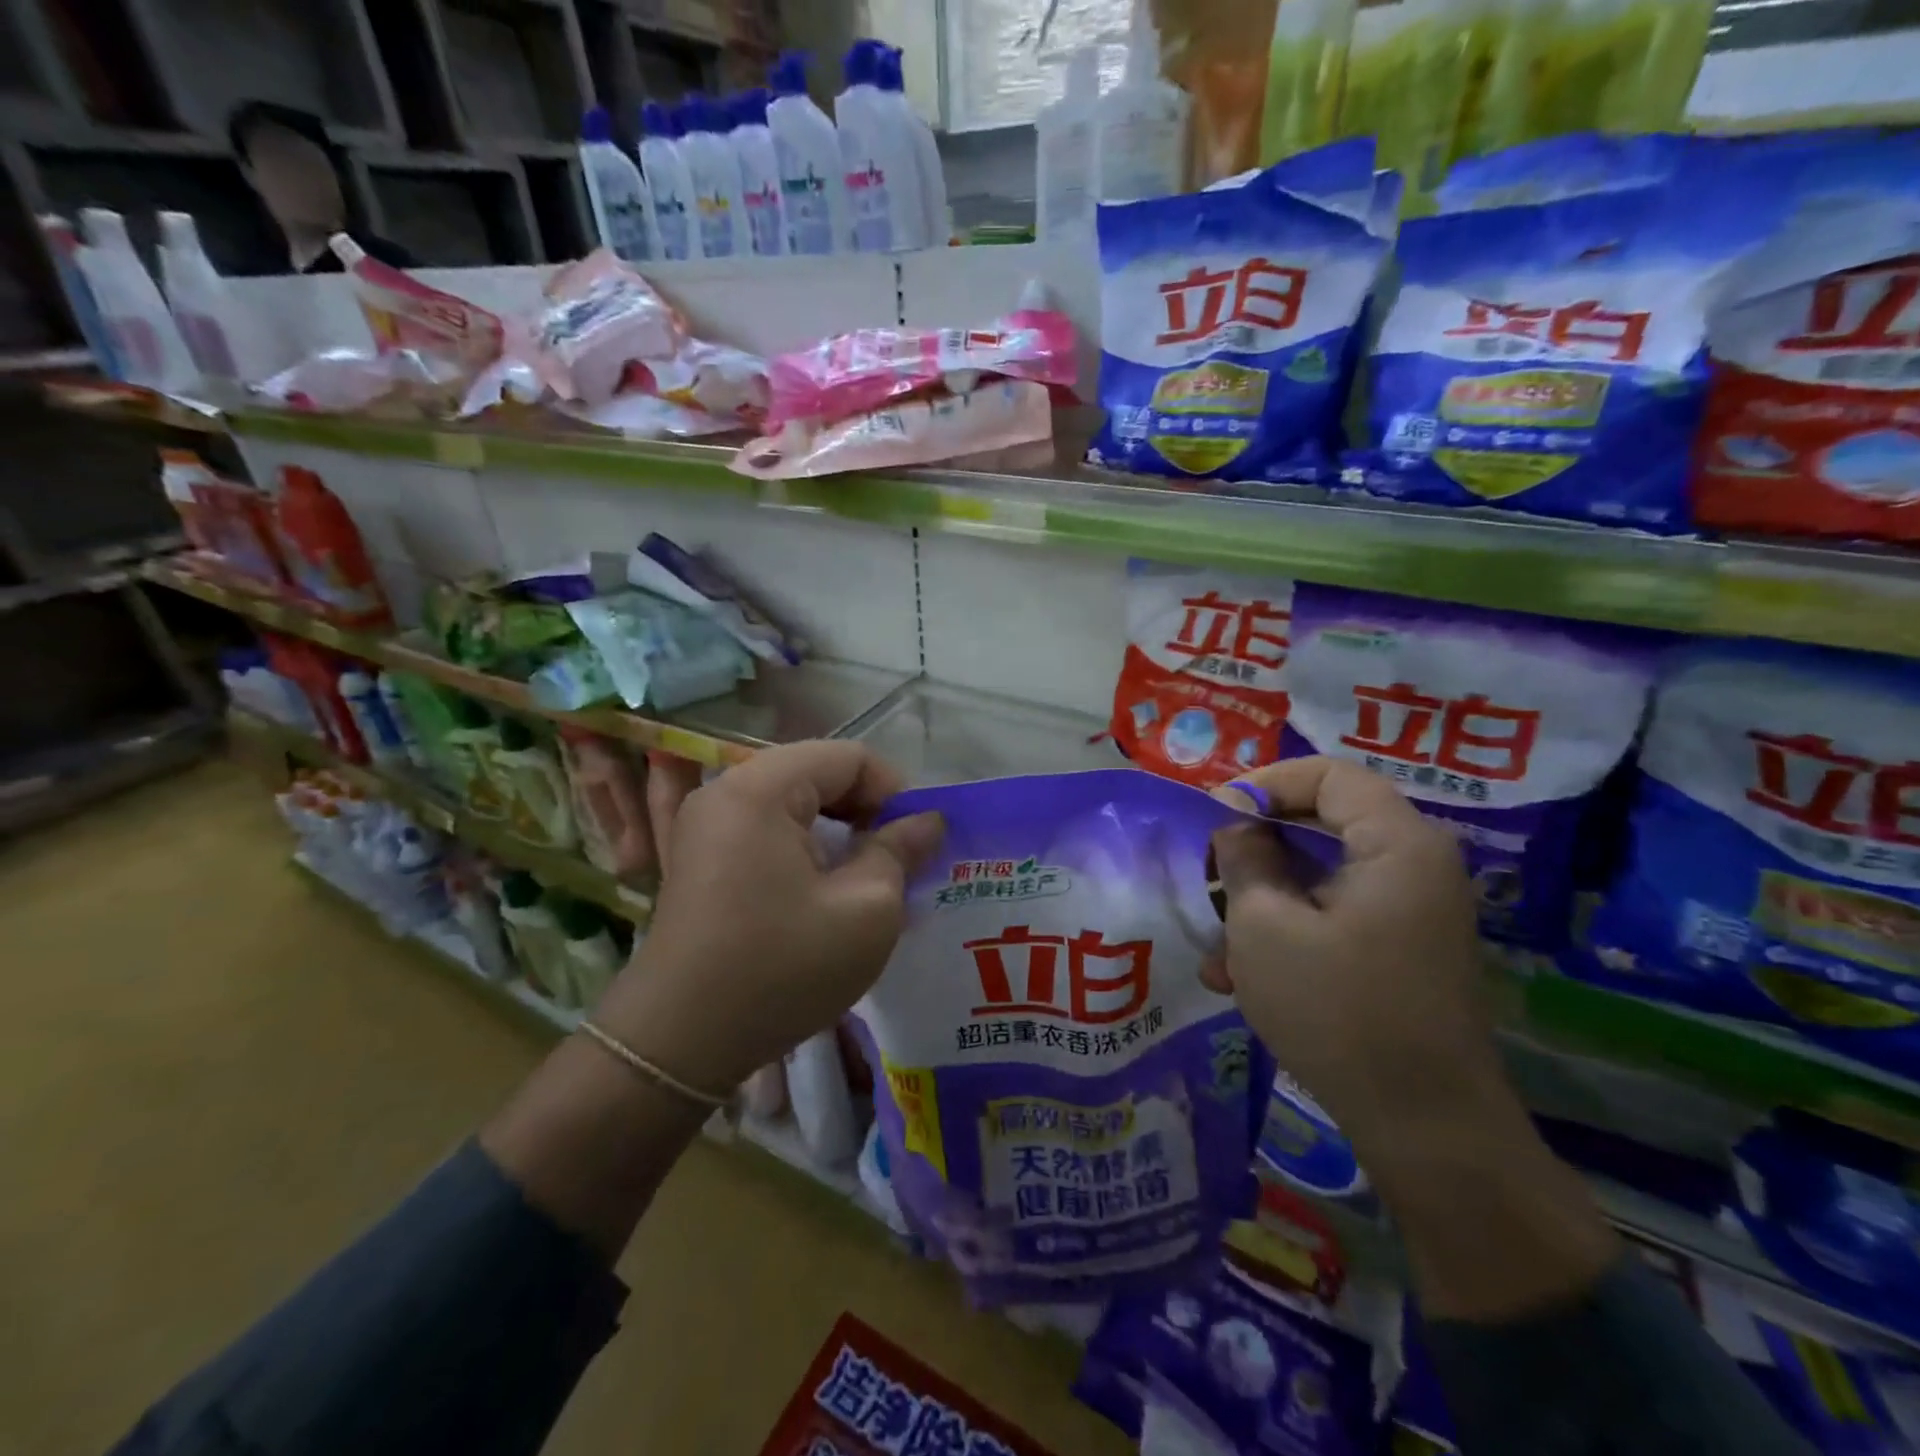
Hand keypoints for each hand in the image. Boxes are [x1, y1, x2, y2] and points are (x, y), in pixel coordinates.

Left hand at [595, 741, 943, 1093]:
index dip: (894, 790)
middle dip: (866, 810)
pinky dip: (805, 848)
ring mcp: (706, 825)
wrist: (680, 1042)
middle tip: (897, 860)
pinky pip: (766, 830)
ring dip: (838, 832)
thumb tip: (926, 821)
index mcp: (761, 788)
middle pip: (818, 773)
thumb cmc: (781, 969)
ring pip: (793, 803)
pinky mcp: (700, 858)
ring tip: (866, 878)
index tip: (916, 841)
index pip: (848, 757)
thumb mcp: (865, 912)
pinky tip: (823, 892)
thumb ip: (900, 852)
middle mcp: (725, 792)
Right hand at [1207, 756, 1497, 1146]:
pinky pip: (1334, 914)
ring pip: (1321, 873)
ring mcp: (1410, 911)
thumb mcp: (1265, 927)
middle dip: (1256, 843)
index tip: (1214, 817)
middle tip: (1208, 869)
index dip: (1264, 783)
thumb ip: (1244, 859)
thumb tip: (1236, 824)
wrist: (1425, 1129)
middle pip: (1324, 820)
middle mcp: (1415, 865)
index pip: (1328, 773)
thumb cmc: (1338, 1012)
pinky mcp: (1400, 949)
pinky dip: (1288, 929)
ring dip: (1262, 896)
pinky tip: (1238, 975)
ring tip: (1214, 940)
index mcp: (1397, 844)